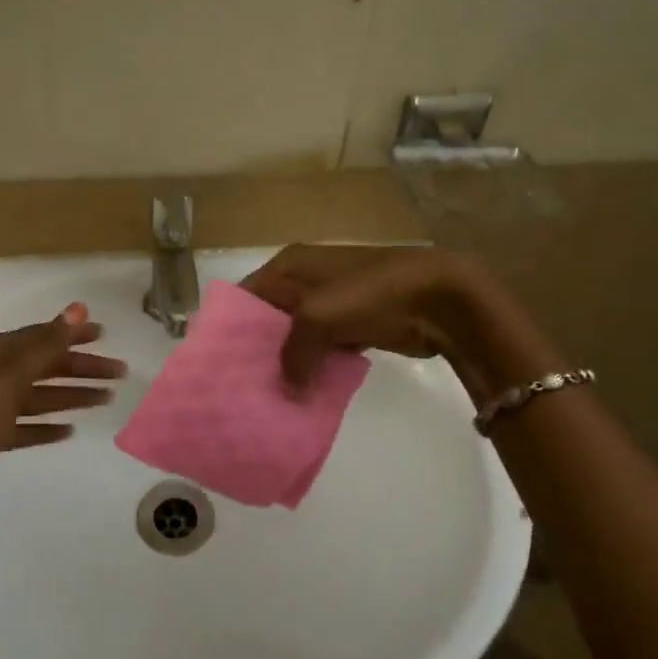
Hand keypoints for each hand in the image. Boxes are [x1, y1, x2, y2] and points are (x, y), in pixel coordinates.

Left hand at [0, 303, 125, 537]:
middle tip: (118, 374)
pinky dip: (46, 426)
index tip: (106, 336)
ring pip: (39, 396)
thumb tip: (77, 307)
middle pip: (44, 366)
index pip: (42, 336)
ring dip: (71, 396)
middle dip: (81, 368)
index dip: (74, 335)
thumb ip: (46, 344)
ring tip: (105, 400)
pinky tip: (69, 431)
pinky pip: (25, 426)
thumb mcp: (10, 377)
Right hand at [241, 245, 501, 388]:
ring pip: (297, 336)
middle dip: (258, 349)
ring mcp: (333, 302)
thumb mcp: (317, 317)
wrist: (439, 297)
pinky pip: (324, 348)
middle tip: (241, 385)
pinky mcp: (355, 324)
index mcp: (291, 264)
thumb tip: (289, 387)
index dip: (232, 325)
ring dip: (288, 362)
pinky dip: (315, 367)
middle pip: (270, 317)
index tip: (219, 362)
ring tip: (268, 394)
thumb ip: (293, 353)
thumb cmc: (370, 293)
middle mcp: (306, 279)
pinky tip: (303, 392)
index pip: (247, 294)